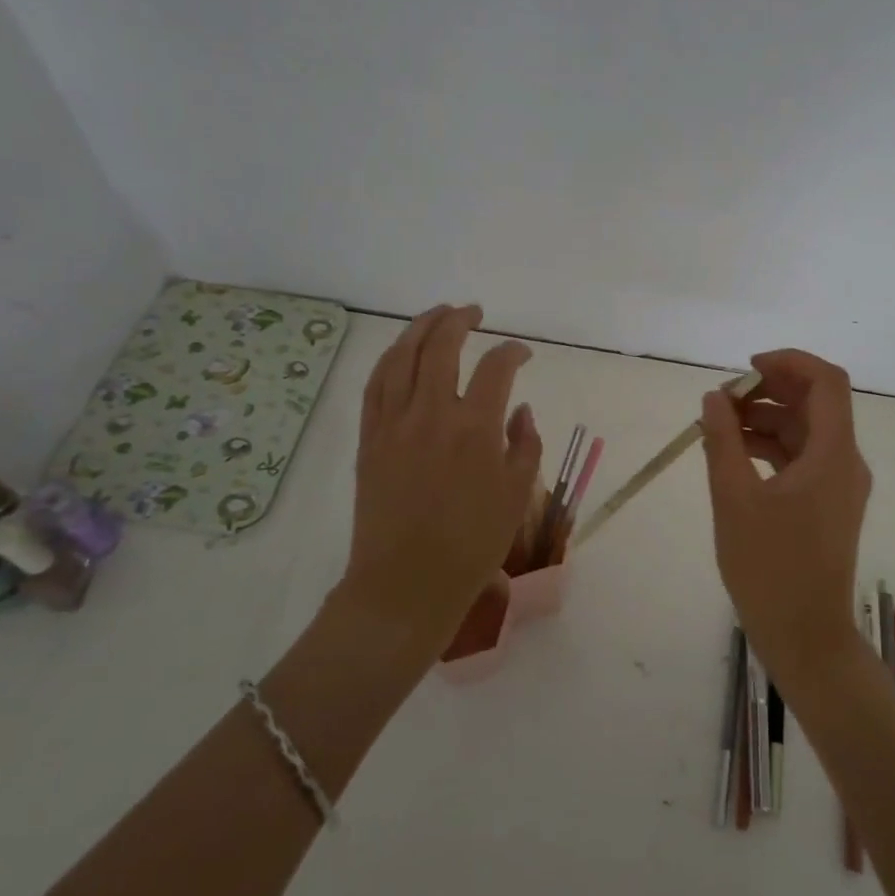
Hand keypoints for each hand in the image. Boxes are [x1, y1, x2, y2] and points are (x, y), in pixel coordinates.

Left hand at [339, 305, 541, 657]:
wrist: (407, 583)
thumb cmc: (472, 544)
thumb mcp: (517, 495)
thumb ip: (525, 444)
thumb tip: (518, 410)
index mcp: (476, 428)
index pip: (497, 367)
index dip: (513, 351)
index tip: (522, 354)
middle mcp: (432, 413)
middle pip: (442, 345)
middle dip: (460, 320)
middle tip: (474, 313)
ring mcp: (393, 423)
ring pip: (401, 356)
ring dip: (420, 327)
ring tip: (437, 315)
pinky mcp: (369, 438)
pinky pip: (375, 385)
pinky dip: (390, 359)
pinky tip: (400, 352)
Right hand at [700, 349, 871, 685]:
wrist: (804, 636)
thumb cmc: (769, 568)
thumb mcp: (734, 498)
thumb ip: (722, 440)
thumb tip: (715, 397)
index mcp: (833, 454)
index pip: (826, 382)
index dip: (788, 362)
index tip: (745, 369)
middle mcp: (845, 462)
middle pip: (815, 403)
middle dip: (769, 391)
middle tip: (722, 399)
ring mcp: (838, 485)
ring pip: (805, 431)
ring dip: (765, 419)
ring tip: (716, 426)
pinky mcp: (827, 505)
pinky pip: (801, 458)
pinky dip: (769, 447)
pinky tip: (732, 454)